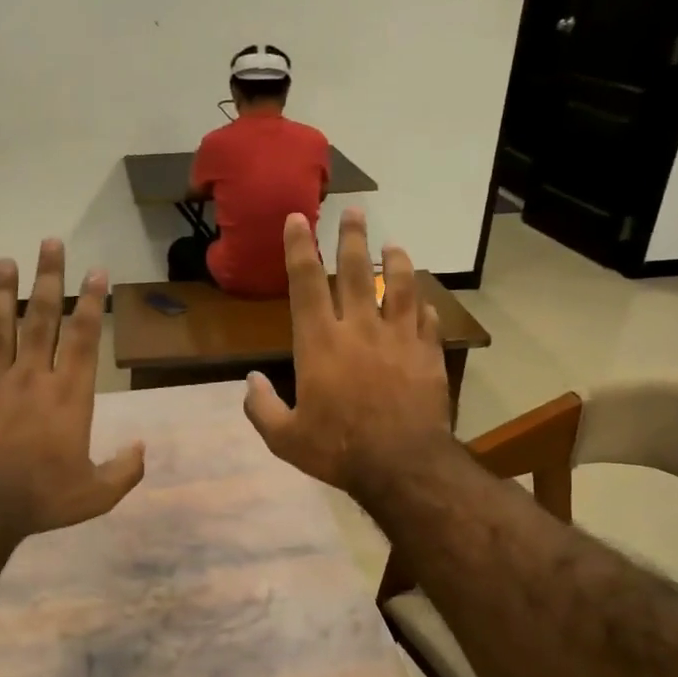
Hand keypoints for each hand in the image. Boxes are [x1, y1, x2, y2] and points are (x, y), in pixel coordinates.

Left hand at [0, 239, 144, 537]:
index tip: (96, 270)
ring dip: (1, 293)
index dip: (92, 302)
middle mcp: (31, 377)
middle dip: (48, 278)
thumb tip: (143, 449)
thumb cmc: (42, 498)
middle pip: (42, 318)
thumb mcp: (97, 494)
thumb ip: (125, 471)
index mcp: (68, 395)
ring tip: (3, 262)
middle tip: (50, 242)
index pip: (84, 337)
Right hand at [244, 209, 453, 495]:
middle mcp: (359, 329)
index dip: (300, 247)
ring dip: (395, 261)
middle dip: (352, 237)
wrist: (402, 465)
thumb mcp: (285, 438)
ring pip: (398, 286)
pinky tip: (421, 299)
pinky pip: (425, 319)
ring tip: (394, 245)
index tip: (298, 218)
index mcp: (319, 343)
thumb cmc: (338, 449)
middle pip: (355, 271)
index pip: (305, 283)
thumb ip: (261, 407)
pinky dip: (421, 304)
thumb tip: (250, 382)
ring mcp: (398, 338)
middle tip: (355, 211)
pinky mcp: (427, 353)